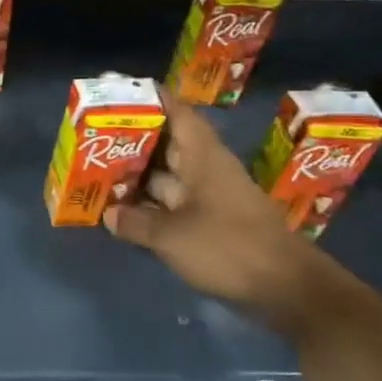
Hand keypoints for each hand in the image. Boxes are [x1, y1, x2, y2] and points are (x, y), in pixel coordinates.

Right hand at [105, 87, 332, 328]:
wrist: (286, 288)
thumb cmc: (229, 247)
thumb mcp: (172, 236)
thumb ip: (136, 222)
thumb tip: (109, 213)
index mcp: (204, 158)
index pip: (179, 114)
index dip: (153, 100)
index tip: (122, 92)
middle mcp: (207, 171)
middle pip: (168, 145)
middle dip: (134, 140)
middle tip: (95, 136)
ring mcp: (210, 199)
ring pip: (168, 177)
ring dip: (138, 176)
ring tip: (98, 172)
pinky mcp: (212, 224)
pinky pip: (174, 205)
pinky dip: (150, 205)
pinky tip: (123, 211)